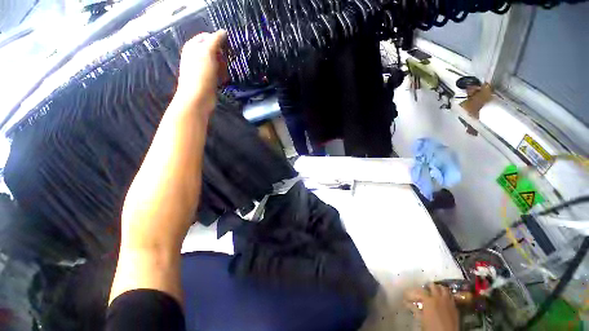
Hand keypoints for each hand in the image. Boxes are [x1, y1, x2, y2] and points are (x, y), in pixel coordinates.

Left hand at [175, 30, 227, 113]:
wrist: (198, 98)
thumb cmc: (201, 74)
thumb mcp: (207, 52)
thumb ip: (215, 40)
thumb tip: (223, 31)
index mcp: (193, 47)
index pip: (207, 37)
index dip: (218, 40)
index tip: (228, 48)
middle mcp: (196, 56)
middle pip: (213, 50)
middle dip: (221, 55)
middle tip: (225, 62)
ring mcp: (202, 69)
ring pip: (217, 63)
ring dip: (223, 67)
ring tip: (224, 73)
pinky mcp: (208, 80)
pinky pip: (218, 73)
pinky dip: (222, 75)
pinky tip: (224, 80)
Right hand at [404, 284, 458, 330]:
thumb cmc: (431, 328)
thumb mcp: (421, 319)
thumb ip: (414, 309)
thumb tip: (405, 302)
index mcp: (428, 300)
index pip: (419, 291)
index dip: (413, 292)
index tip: (408, 294)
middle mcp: (438, 298)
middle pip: (433, 286)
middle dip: (428, 286)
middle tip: (424, 288)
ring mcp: (448, 302)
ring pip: (444, 289)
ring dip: (439, 288)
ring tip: (436, 290)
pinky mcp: (455, 307)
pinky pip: (451, 297)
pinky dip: (447, 295)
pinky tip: (444, 299)